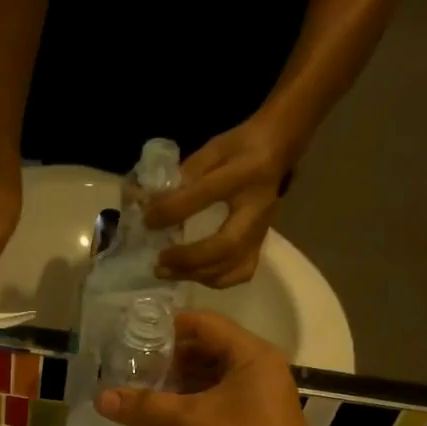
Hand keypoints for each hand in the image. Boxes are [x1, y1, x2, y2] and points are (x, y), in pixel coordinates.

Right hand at [95, 312, 328, 425]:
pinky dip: (188, 403)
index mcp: (250, 355)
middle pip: (206, 348)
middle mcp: (256, 368)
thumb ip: (146, 407)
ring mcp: (256, 396)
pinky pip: (214, 400)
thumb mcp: (192, 424)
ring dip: (176, 382)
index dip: (167, 326)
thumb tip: (100, 398)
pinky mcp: (251, 421)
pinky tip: (159, 414)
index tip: (130, 335)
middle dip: (167, 357)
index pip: (204, 323)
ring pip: (209, 377)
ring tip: (136, 389)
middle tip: (127, 366)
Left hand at [144, 116, 294, 287]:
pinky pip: (240, 272)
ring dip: (197, 275)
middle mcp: (257, 208)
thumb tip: (149, 202)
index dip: (172, 211)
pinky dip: (214, 279)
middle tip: (159, 262)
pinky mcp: (261, 244)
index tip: (147, 221)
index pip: (204, 195)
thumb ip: (183, 174)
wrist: (280, 149)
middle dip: (188, 259)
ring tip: (168, 272)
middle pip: (225, 245)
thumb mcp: (212, 149)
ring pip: (233, 266)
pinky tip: (193, 274)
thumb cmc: (242, 146)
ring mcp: (262, 231)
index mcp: (244, 174)